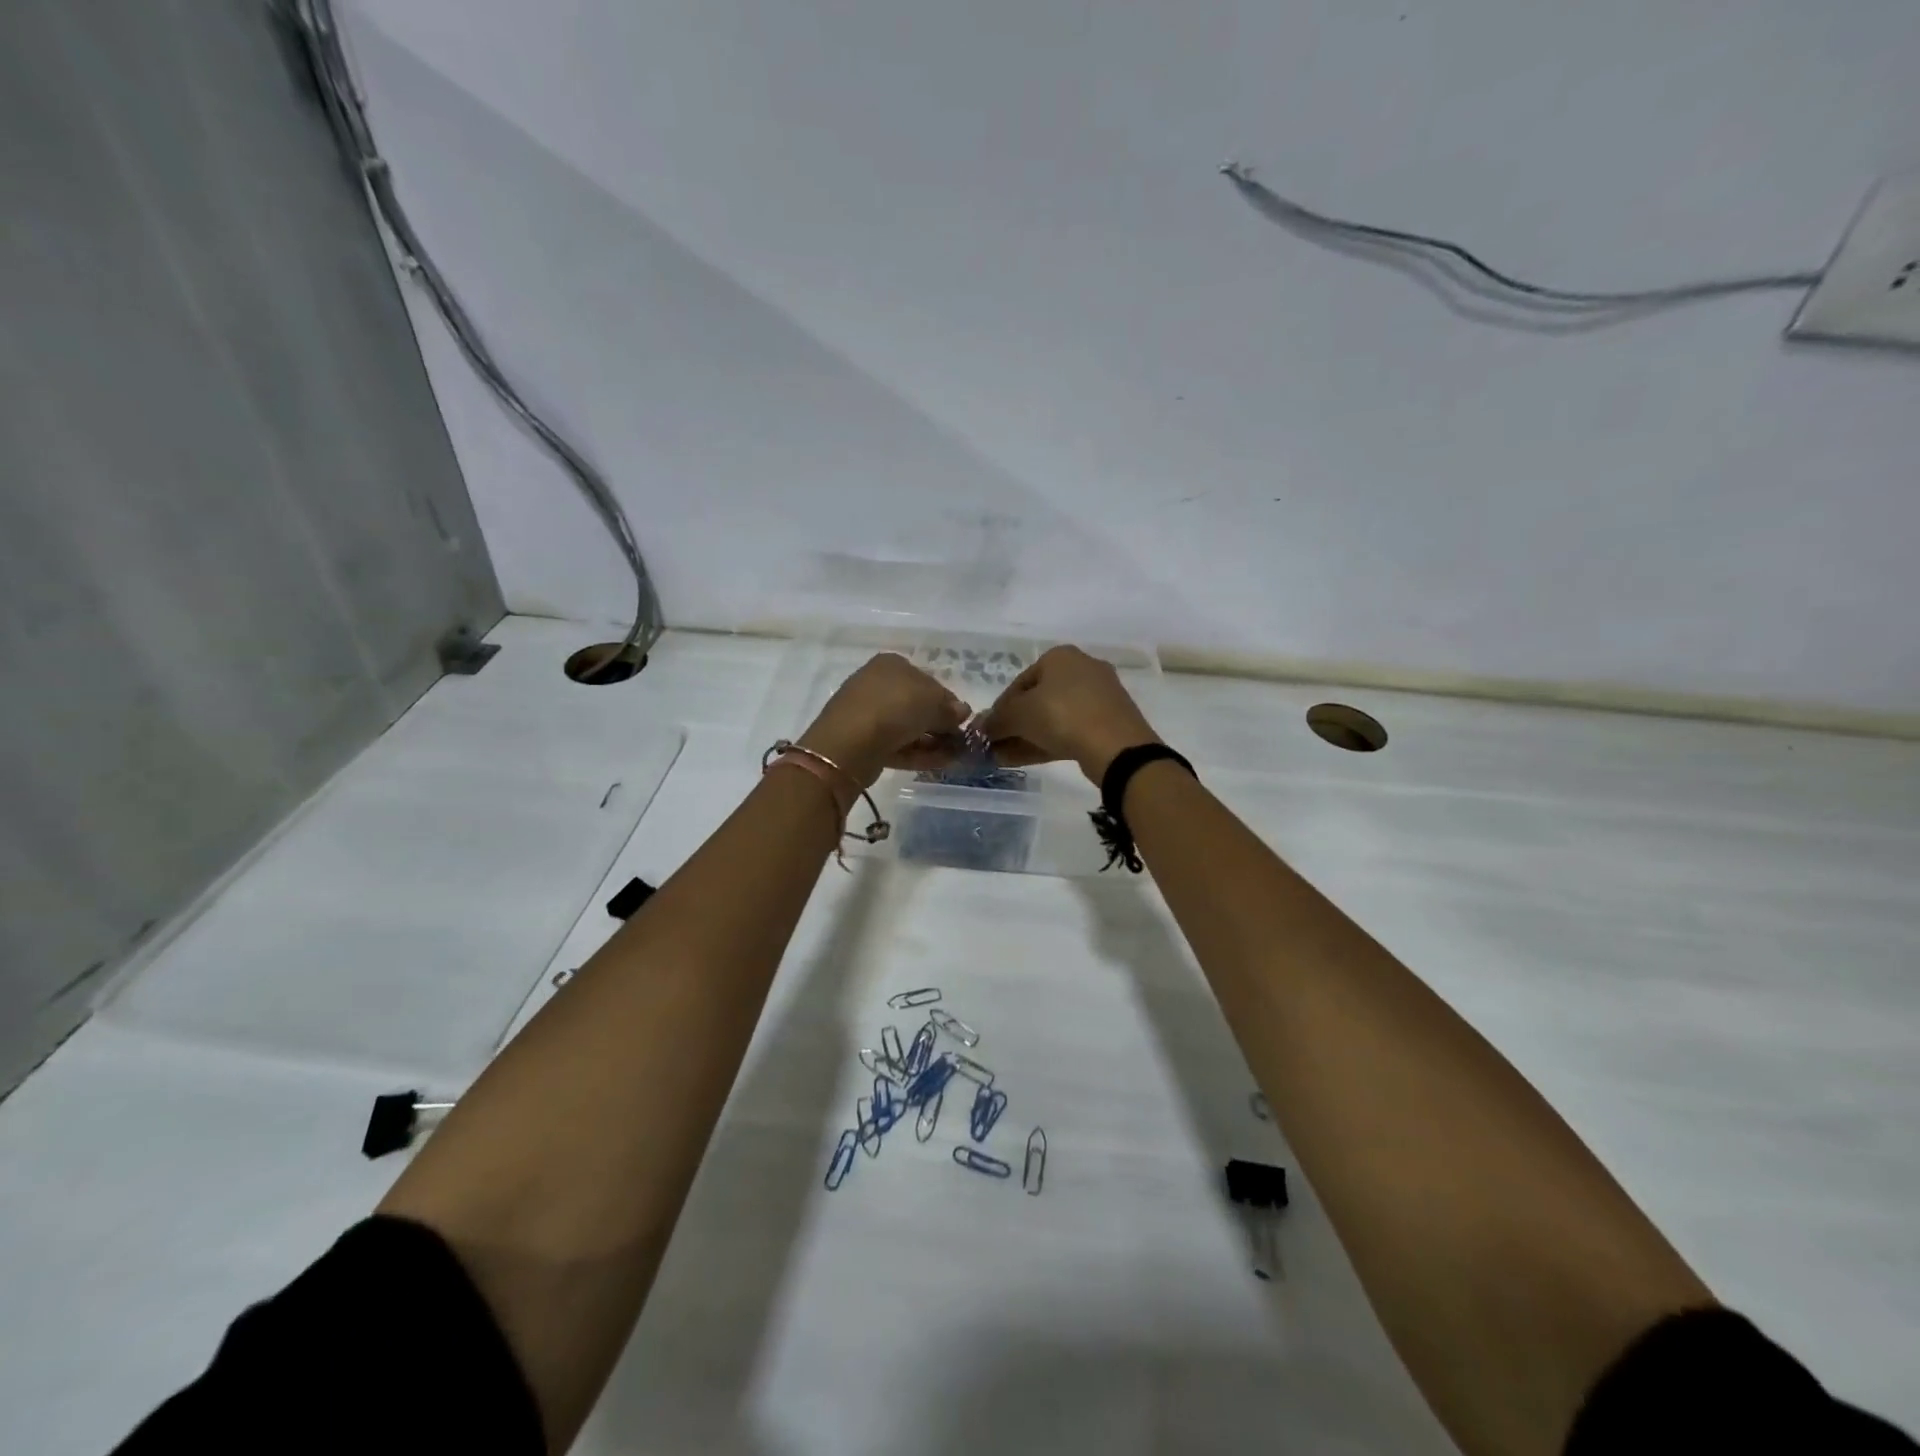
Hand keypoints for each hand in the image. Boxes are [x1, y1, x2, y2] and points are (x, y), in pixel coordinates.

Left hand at [797, 653, 970, 787]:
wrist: (849, 743)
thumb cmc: (895, 708)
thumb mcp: (932, 702)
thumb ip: (949, 708)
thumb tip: (962, 711)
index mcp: (891, 664)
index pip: (927, 681)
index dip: (948, 701)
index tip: (962, 720)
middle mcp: (877, 684)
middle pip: (917, 705)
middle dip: (940, 724)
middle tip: (960, 742)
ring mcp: (868, 714)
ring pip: (908, 727)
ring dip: (933, 741)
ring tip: (956, 756)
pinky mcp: (864, 742)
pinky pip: (898, 745)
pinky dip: (919, 753)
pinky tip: (941, 763)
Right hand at [979, 645, 1159, 783]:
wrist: (1117, 746)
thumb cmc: (1062, 716)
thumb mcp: (1019, 715)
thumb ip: (997, 720)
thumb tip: (981, 727)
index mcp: (1060, 656)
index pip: (1019, 682)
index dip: (1000, 708)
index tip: (989, 730)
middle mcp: (1082, 668)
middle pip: (1037, 699)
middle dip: (1014, 724)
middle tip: (997, 745)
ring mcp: (1099, 696)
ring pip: (1054, 716)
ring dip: (1027, 736)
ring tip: (1005, 758)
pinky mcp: (1108, 721)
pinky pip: (1071, 729)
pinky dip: (1048, 741)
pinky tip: (1026, 759)